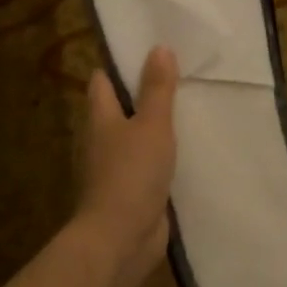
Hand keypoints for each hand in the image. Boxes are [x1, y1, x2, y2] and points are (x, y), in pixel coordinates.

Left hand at [78, 46, 177, 272]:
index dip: (119, 65)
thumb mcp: (152, 124)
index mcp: (100, 118)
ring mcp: (113, 168)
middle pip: (118, 108)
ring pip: (133, 138)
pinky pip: (145, 165)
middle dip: (141, 95)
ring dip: (153, 128)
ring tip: (186, 110)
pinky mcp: (129, 192)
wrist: (120, 239)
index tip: (146, 51)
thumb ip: (157, 88)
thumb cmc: (131, 173)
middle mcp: (101, 140)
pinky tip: (185, 152)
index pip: (102, 82)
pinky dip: (160, 156)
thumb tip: (159, 47)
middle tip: (176, 77)